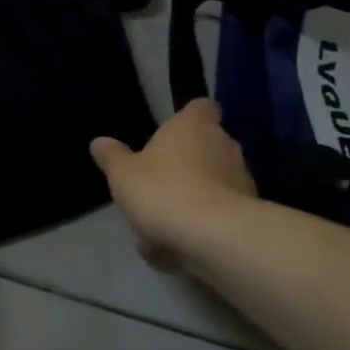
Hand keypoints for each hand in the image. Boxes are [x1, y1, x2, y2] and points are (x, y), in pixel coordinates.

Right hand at [90, 99, 258, 267]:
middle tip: (159, 181)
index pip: (201, 106)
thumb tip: (100, 142)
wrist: (215, 237)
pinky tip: (179, 243)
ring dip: (195, 194)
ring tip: (165, 222)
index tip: (174, 131)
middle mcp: (224, 145)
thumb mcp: (123, 174)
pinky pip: (220, 211)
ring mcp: (242, 179)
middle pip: (207, 145)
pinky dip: (204, 222)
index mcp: (193, 126)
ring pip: (214, 181)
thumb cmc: (164, 190)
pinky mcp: (250, 212)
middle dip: (187, 161)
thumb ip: (112, 157)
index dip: (189, 116)